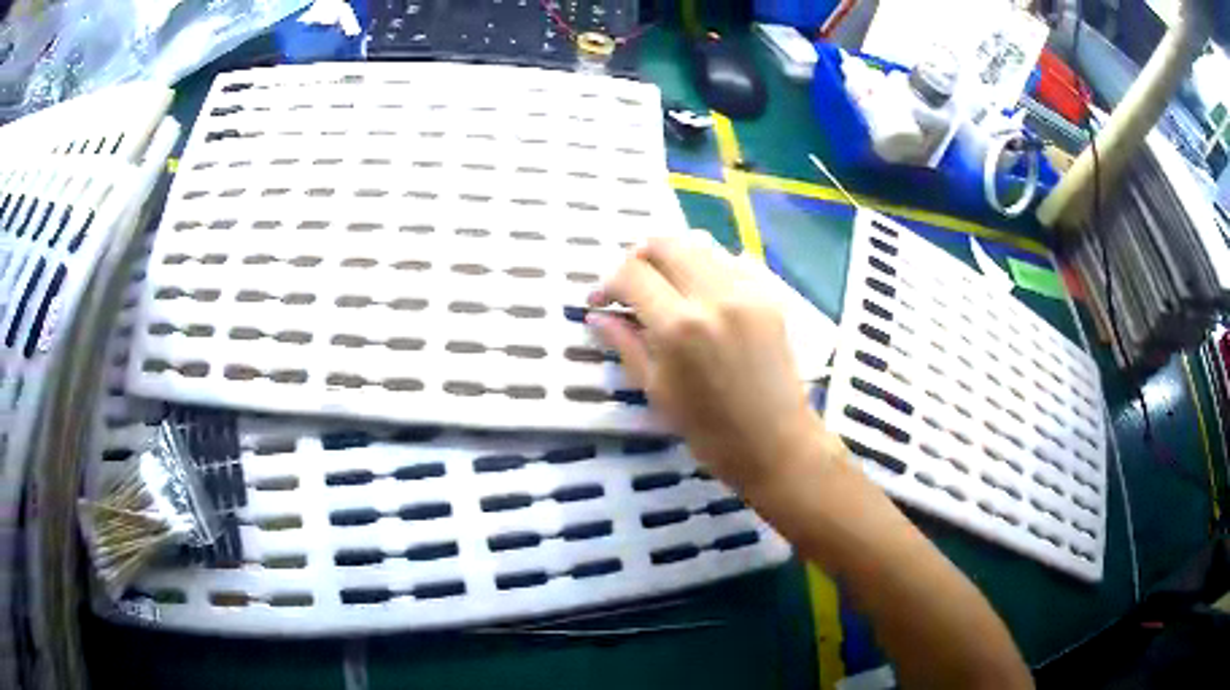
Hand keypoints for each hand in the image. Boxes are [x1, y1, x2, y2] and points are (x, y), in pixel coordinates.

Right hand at [587, 232, 837, 492]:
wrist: (776, 443)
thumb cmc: (710, 431)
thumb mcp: (658, 391)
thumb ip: (626, 344)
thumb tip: (597, 317)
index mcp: (679, 327)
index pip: (632, 275)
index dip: (607, 283)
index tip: (600, 301)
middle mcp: (714, 296)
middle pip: (665, 244)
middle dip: (637, 258)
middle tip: (629, 285)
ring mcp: (747, 291)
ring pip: (699, 243)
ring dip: (672, 256)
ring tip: (663, 283)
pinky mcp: (769, 295)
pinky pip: (731, 259)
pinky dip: (707, 264)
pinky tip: (701, 291)